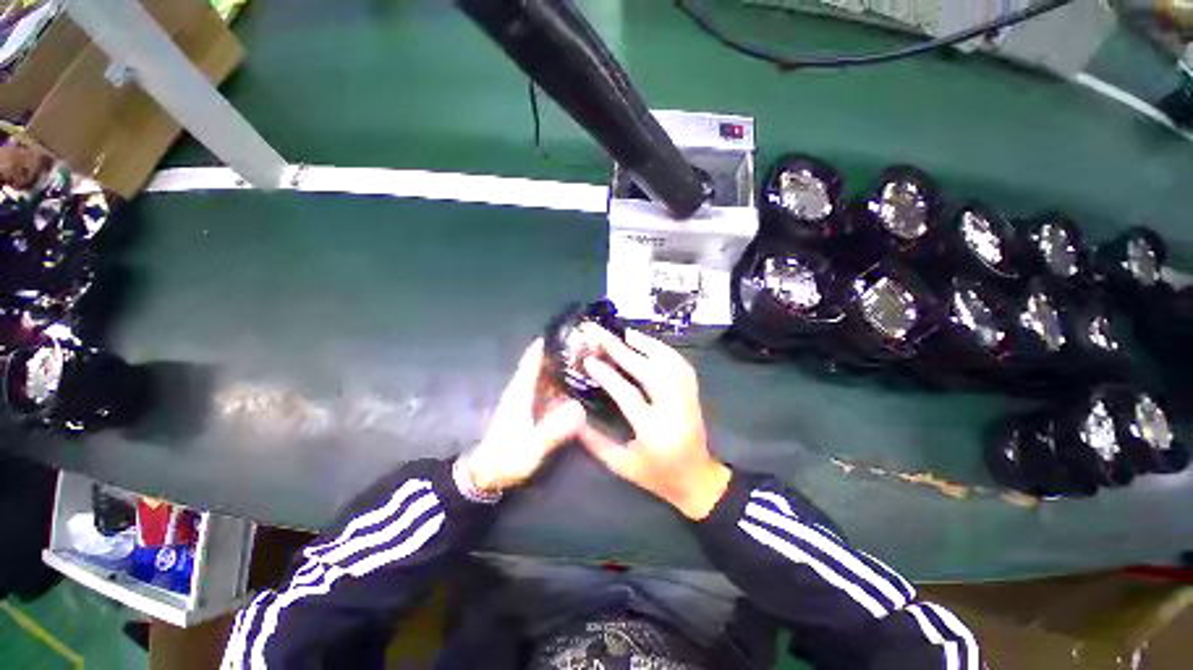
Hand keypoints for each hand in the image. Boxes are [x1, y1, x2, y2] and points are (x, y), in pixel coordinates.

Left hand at [459, 339, 585, 493]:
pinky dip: (563, 384)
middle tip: (594, 343)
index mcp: (520, 393)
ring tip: (592, 359)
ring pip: (547, 377)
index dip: (550, 341)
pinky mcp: (530, 414)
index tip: (573, 328)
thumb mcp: (531, 448)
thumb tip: (579, 408)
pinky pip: (549, 392)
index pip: (534, 358)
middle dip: (564, 352)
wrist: (488, 474)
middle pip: (543, 364)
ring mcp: (526, 403)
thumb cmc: (506, 459)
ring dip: (565, 367)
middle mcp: (523, 392)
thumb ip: (552, 430)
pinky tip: (581, 387)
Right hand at [577, 326, 731, 519]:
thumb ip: (595, 441)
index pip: (629, 395)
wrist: (696, 480)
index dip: (608, 375)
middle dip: (624, 351)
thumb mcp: (620, 465)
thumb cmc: (655, 476)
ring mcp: (688, 401)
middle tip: (602, 334)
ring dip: (648, 345)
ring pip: (671, 364)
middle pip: (650, 372)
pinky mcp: (695, 396)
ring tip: (625, 333)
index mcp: (653, 431)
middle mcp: (674, 411)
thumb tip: (572, 414)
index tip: (588, 359)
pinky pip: (683, 367)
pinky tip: (649, 345)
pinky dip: (665, 352)